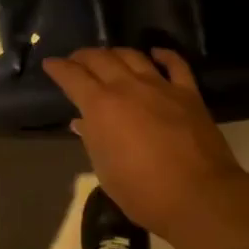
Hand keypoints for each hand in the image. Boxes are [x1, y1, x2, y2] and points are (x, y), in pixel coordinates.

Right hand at [42, 47, 248, 238]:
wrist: (198, 195)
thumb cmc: (143, 192)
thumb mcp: (105, 171)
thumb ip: (92, 140)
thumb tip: (82, 122)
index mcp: (101, 106)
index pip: (72, 77)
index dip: (58, 68)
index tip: (51, 64)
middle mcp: (128, 87)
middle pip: (101, 58)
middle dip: (83, 56)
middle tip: (76, 60)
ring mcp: (160, 86)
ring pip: (133, 56)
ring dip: (116, 53)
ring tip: (109, 57)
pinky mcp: (188, 93)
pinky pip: (175, 64)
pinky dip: (163, 54)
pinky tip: (155, 53)